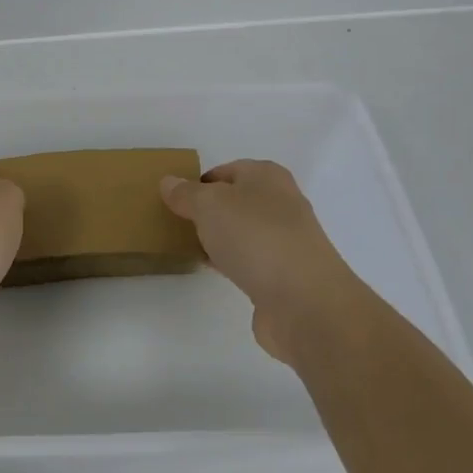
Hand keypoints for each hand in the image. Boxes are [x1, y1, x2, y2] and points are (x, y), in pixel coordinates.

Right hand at [160, 160, 355, 362]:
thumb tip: (169, 182)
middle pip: (234, 201)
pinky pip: (248, 260)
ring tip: (187, 246)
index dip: (198, 183)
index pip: (225, 170)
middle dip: (206, 211)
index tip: (173, 201)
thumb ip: (186, 193)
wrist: (303, 301)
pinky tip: (211, 269)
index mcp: (266, 176)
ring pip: (241, 231)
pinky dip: (229, 262)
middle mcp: (281, 203)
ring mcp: (285, 240)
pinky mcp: (284, 274)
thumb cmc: (255, 237)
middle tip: (176, 223)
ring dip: (218, 237)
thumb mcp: (209, 205)